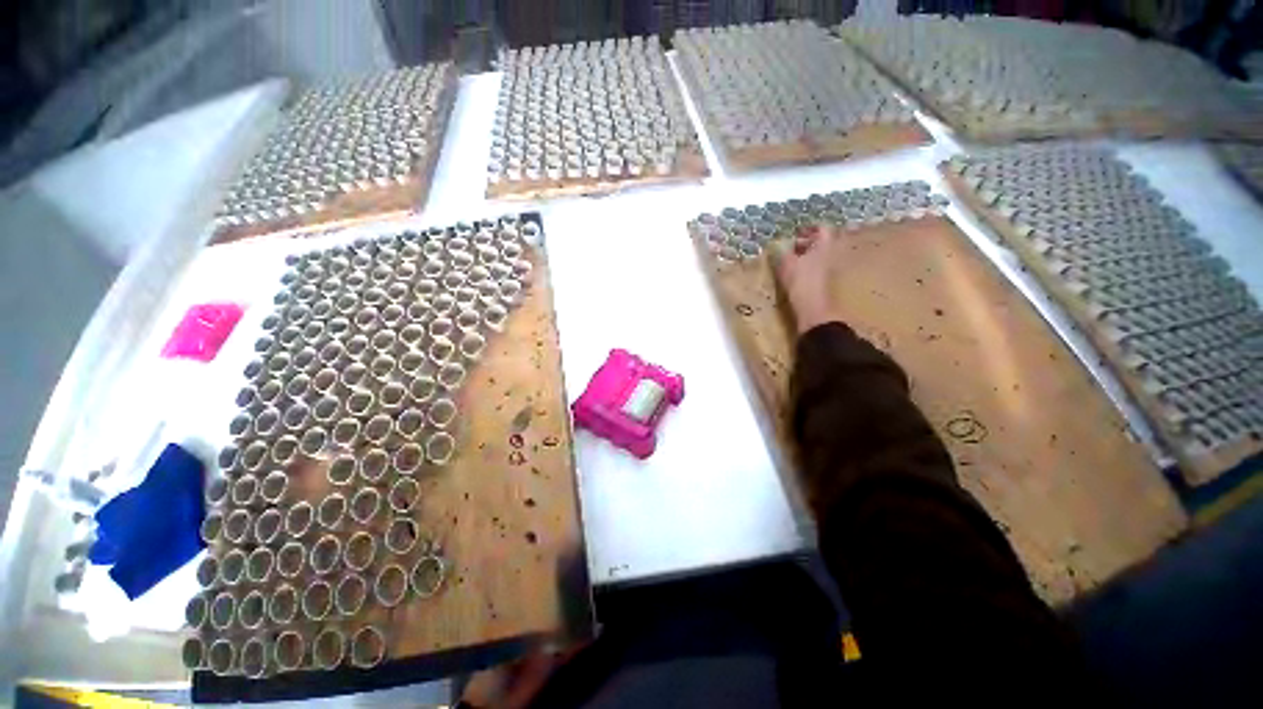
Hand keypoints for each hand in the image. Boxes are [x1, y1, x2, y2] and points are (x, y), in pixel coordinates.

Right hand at [774, 224, 843, 334]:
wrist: (813, 307)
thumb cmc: (800, 280)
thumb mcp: (786, 263)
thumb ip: (781, 252)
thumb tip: (776, 245)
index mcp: (823, 245)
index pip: (821, 229)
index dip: (809, 228)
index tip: (797, 232)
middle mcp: (830, 254)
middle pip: (821, 243)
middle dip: (807, 243)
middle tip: (791, 247)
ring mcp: (829, 270)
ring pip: (818, 257)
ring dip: (806, 257)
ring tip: (790, 261)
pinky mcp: (823, 283)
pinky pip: (815, 270)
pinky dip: (806, 268)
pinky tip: (793, 275)